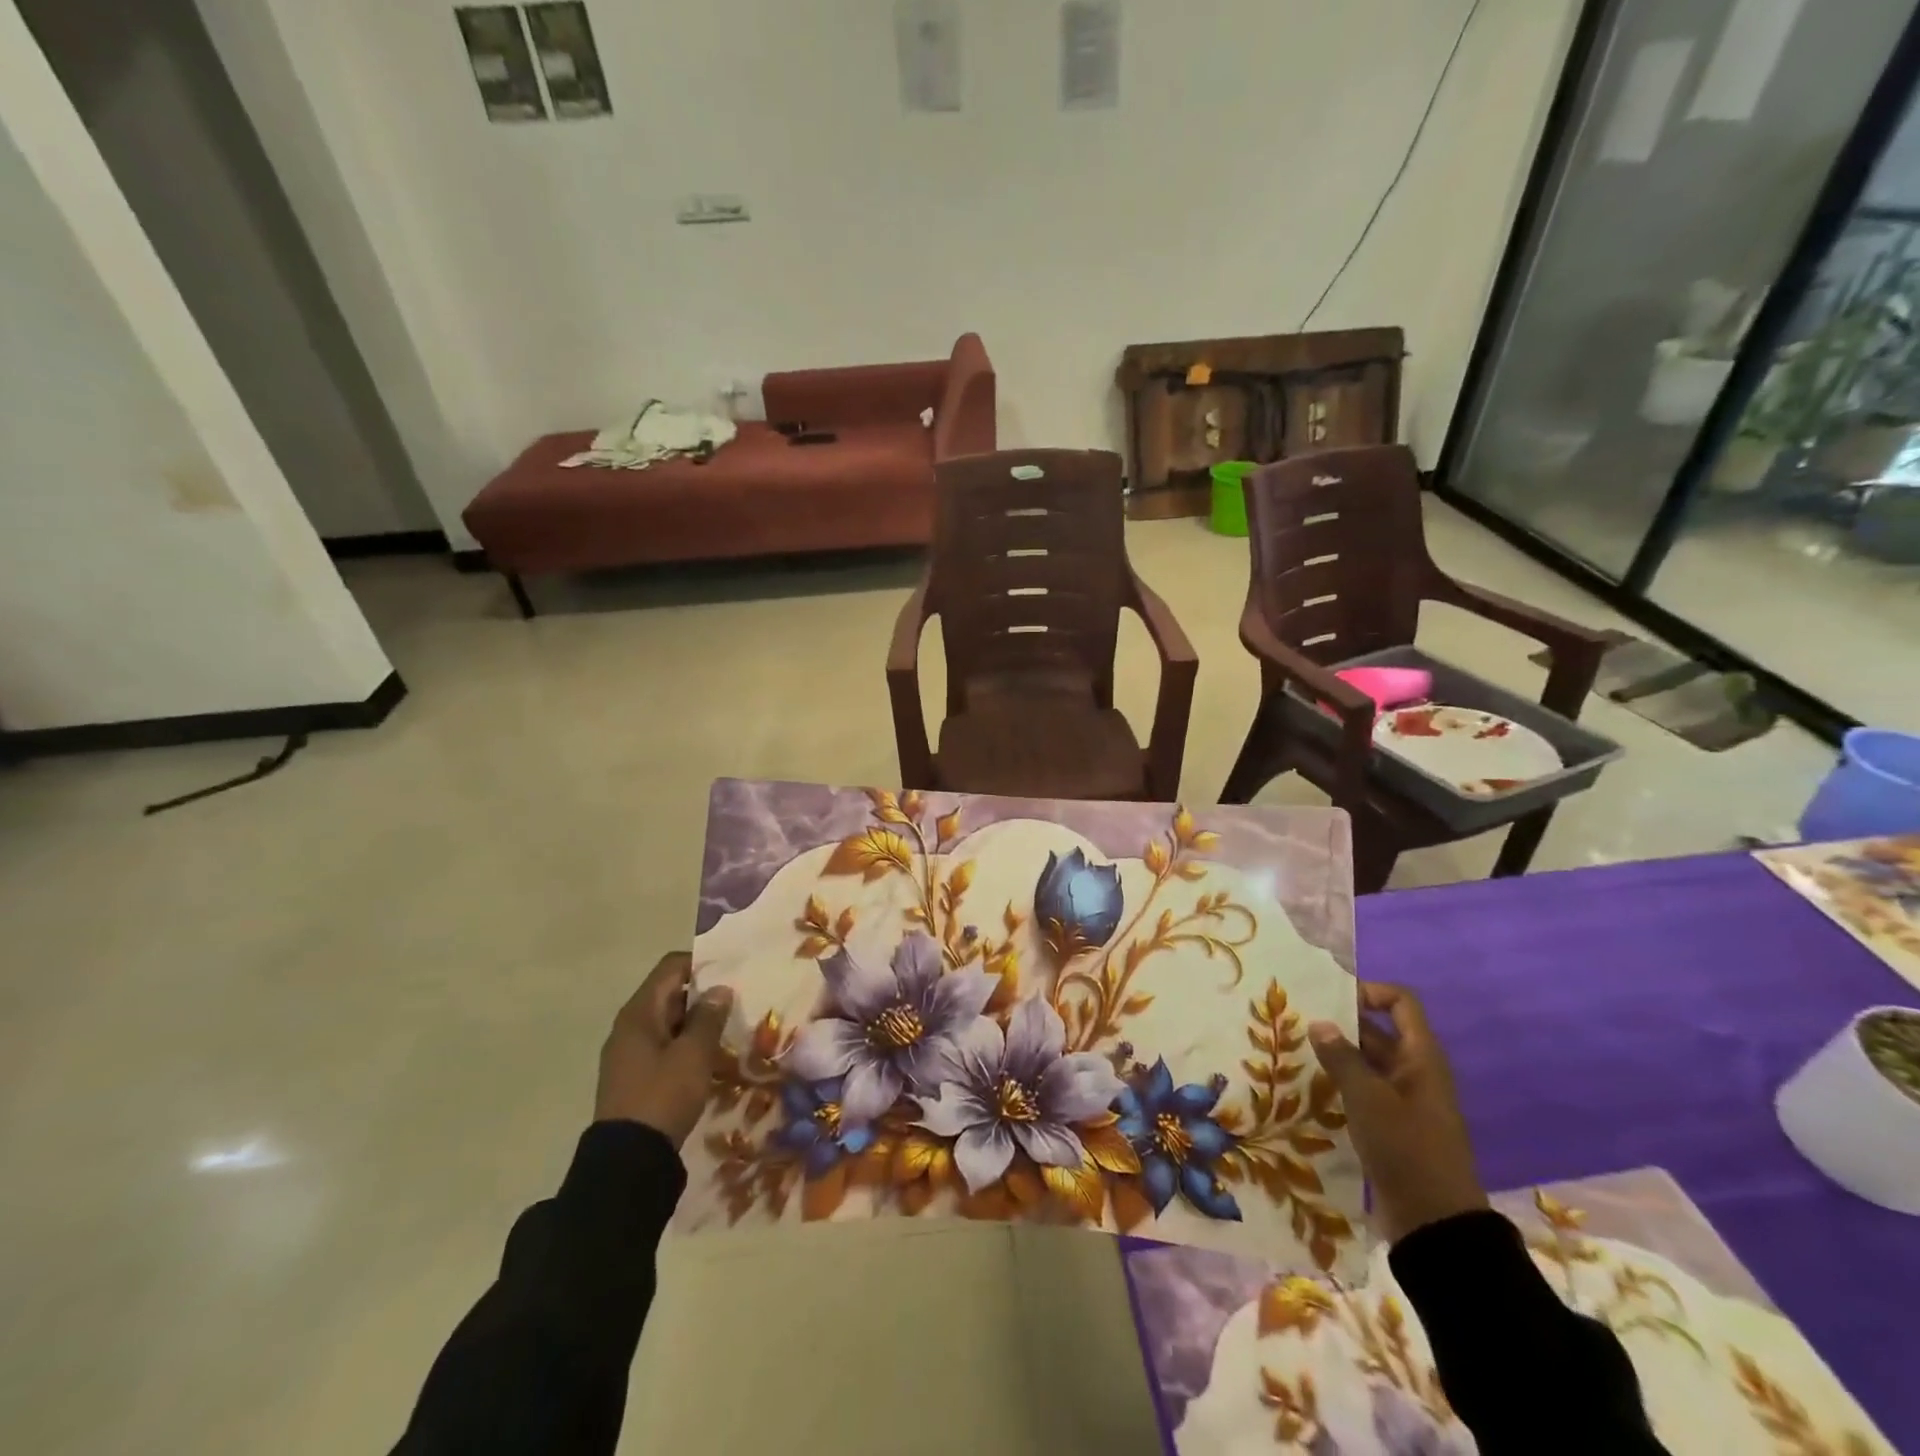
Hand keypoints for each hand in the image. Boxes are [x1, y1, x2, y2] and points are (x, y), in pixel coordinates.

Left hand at [595, 952, 733, 1147]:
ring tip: (730, 1027)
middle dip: (703, 994)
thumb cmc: (662, 1096)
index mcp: (638, 1013)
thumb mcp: (694, 1054)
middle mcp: (629, 1027)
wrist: (627, 1162)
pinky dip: (687, 1044)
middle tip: (738, 999)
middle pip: (669, 993)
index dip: (700, 963)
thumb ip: (709, 1017)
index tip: (731, 971)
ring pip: (668, 1022)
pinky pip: (664, 1046)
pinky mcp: (635, 1077)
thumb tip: (720, 989)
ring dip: (697, 1021)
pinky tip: (711, 1056)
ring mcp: (629, 1053)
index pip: (670, 968)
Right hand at [1309, 982, 1487, 1243]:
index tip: (1331, 998)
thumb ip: (1342, 1058)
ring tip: (1295, 1052)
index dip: (1370, 991)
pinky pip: (1364, 1090)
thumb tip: (1319, 1023)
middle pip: (1379, 1031)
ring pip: (1367, 1062)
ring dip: (1336, 1055)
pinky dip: (1340, 1083)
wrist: (1435, 1224)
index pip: (1401, 1003)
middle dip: (1341, 1024)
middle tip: (1297, 1023)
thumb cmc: (1406, 1149)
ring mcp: (1404, 1100)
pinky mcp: (1391, 1125)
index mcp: (1421, 1058)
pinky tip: (1309, 1087)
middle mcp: (1415, 1071)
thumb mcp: (1368, 1099)